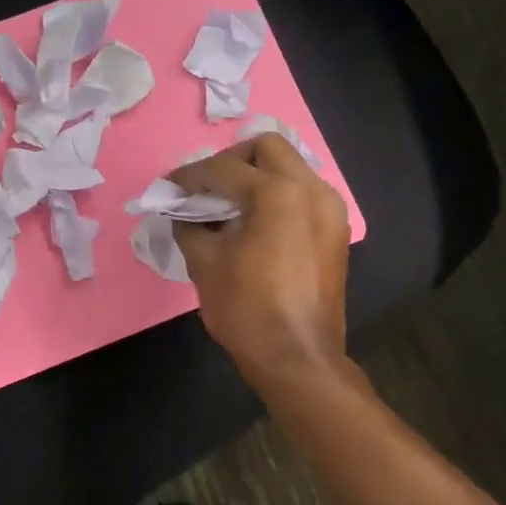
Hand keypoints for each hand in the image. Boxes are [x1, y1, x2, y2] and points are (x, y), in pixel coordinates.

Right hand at [170, 135, 350, 388]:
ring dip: (258, 175)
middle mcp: (311, 189)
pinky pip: (304, 193)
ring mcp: (330, 208)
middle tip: (208, 188)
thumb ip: (189, 225)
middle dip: (232, 160)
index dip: (190, 176)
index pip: (223, 168)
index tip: (169, 186)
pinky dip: (278, 195)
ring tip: (231, 204)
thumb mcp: (204, 263)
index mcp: (278, 192)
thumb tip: (183, 211)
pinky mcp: (336, 230)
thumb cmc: (246, 310)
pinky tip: (257, 222)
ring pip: (291, 167)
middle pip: (267, 147)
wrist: (298, 358)